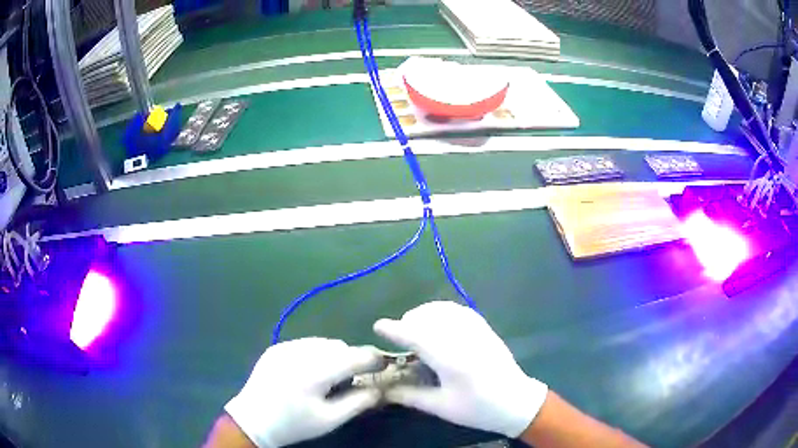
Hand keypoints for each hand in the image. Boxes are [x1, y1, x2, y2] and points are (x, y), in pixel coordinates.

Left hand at [224, 338, 380, 447]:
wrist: (253, 420)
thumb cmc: (294, 424)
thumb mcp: (330, 419)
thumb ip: (358, 402)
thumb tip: (380, 388)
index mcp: (314, 373)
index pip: (353, 357)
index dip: (372, 359)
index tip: (384, 364)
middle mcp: (299, 353)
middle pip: (338, 347)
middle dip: (351, 358)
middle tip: (354, 376)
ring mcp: (285, 347)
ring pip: (322, 343)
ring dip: (334, 354)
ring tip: (331, 375)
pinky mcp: (275, 348)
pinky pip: (305, 344)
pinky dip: (315, 353)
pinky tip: (310, 371)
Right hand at [374, 301, 547, 437]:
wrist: (515, 401)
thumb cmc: (478, 409)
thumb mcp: (441, 407)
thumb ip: (410, 395)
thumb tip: (384, 388)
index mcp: (451, 360)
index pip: (417, 336)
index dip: (394, 329)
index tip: (378, 326)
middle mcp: (463, 338)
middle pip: (428, 317)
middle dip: (408, 322)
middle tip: (399, 337)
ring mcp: (476, 330)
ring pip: (443, 309)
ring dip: (423, 314)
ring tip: (415, 328)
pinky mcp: (485, 327)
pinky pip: (458, 310)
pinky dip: (441, 311)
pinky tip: (437, 322)